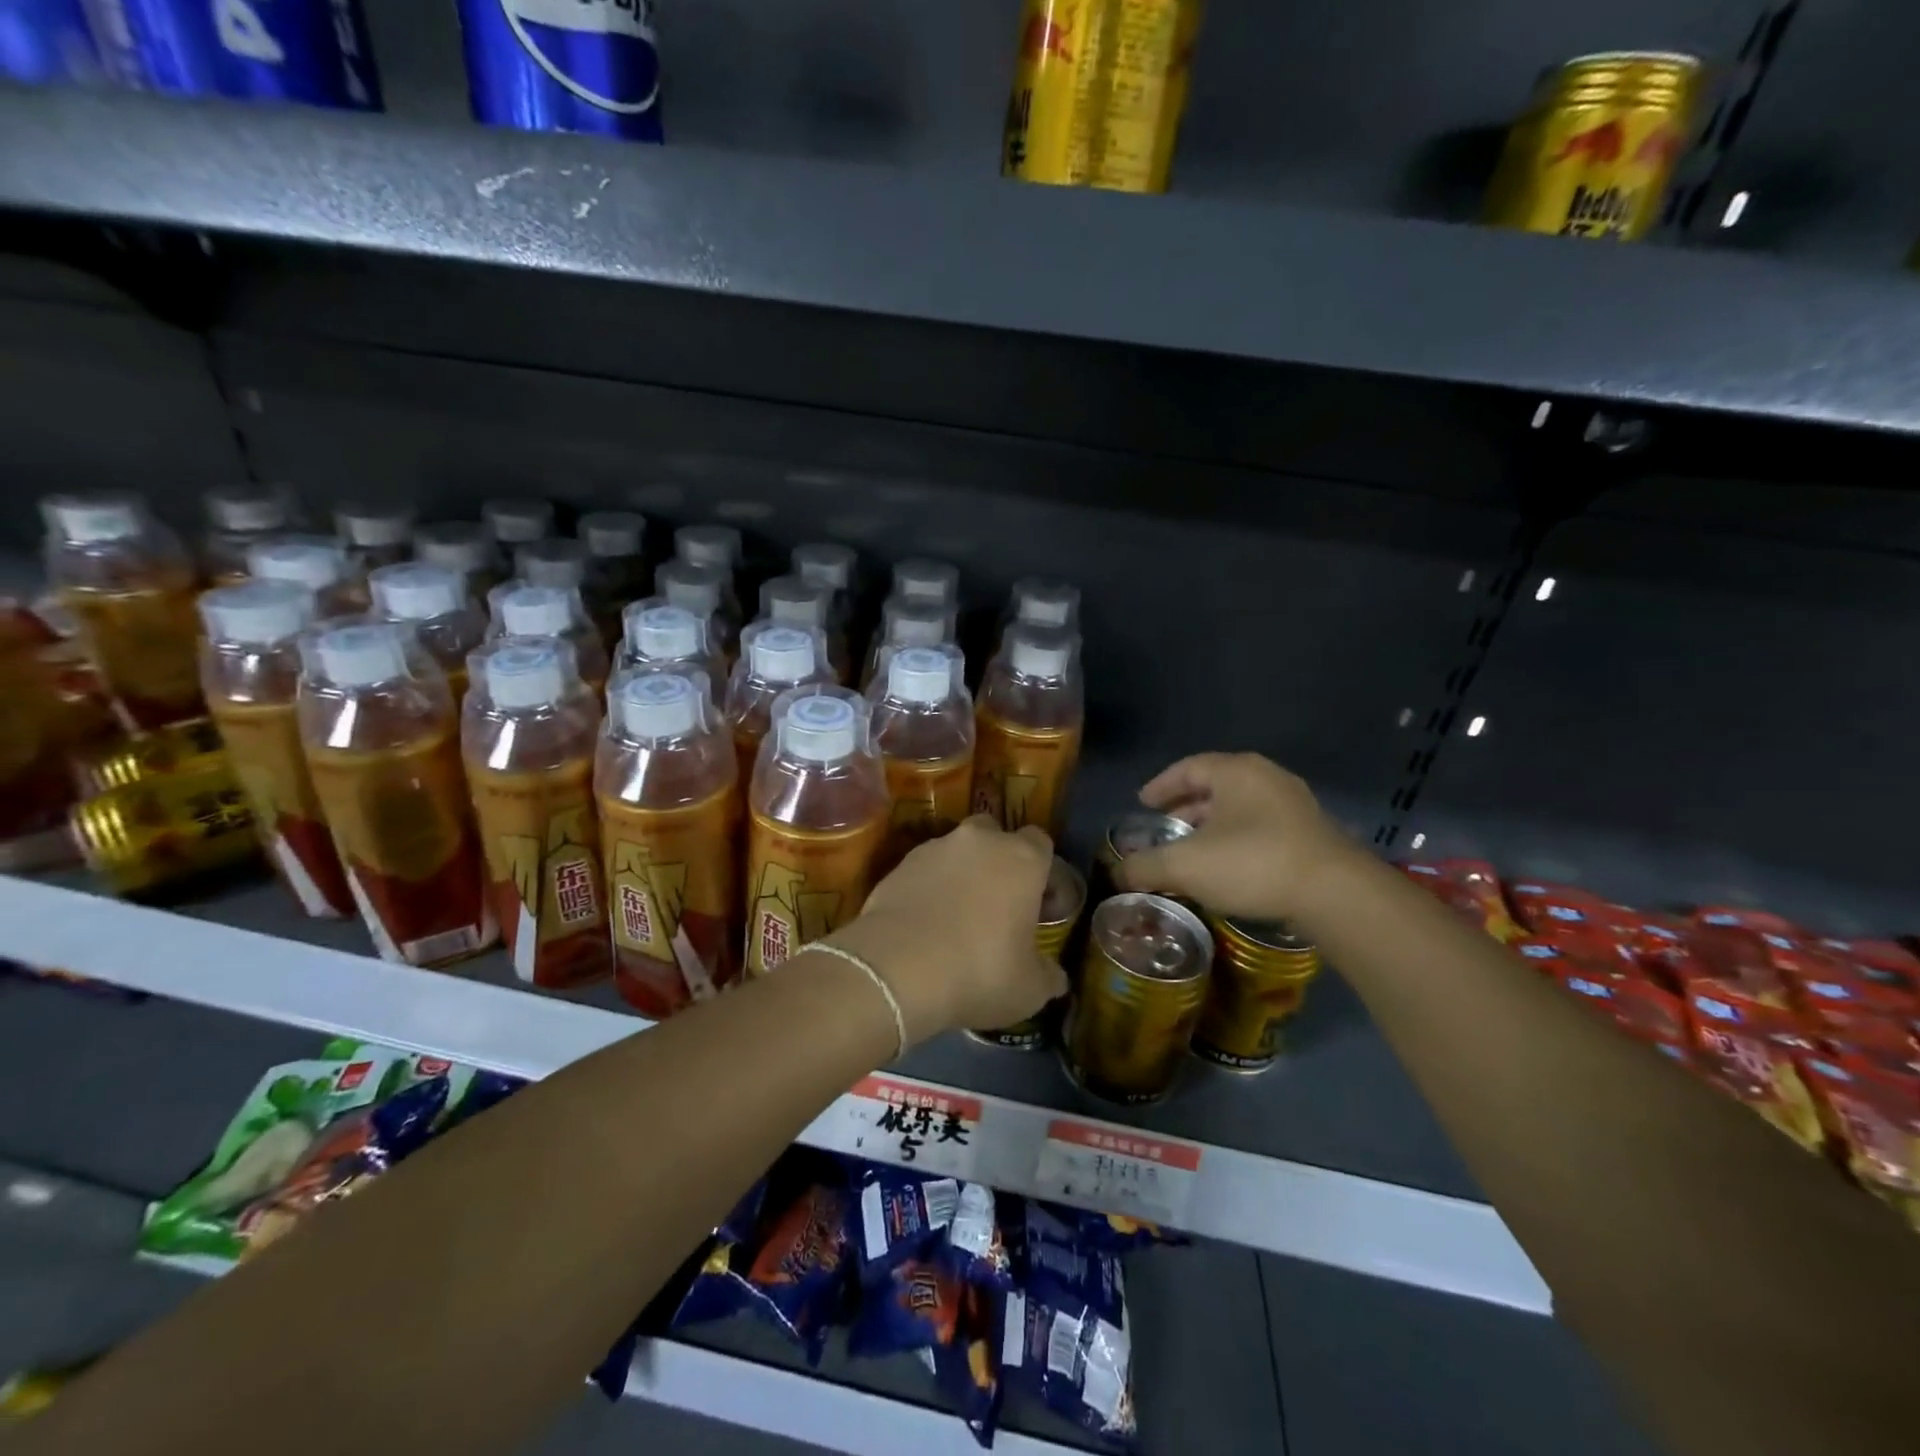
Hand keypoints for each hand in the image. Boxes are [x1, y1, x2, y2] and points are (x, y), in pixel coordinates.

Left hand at [826, 816, 1064, 1044]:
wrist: (897, 968)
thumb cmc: (979, 971)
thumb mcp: (1029, 989)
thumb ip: (1047, 975)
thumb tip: (1056, 976)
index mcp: (1022, 859)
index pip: (1041, 842)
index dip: (1042, 871)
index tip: (1039, 904)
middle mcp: (980, 841)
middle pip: (995, 835)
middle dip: (997, 860)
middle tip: (996, 903)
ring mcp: (934, 848)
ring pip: (956, 851)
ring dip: (960, 874)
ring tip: (954, 917)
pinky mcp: (898, 865)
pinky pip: (923, 870)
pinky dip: (928, 888)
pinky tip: (924, 923)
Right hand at [1115, 753, 1358, 920]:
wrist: (1335, 893)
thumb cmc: (1253, 863)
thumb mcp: (1186, 866)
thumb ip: (1146, 866)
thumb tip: (1117, 873)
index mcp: (1235, 771)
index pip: (1188, 767)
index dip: (1162, 785)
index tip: (1143, 803)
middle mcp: (1266, 777)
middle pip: (1216, 785)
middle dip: (1187, 807)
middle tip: (1166, 828)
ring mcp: (1294, 803)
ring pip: (1241, 807)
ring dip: (1213, 825)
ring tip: (1195, 849)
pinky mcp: (1312, 832)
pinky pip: (1263, 825)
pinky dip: (1238, 838)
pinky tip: (1231, 865)